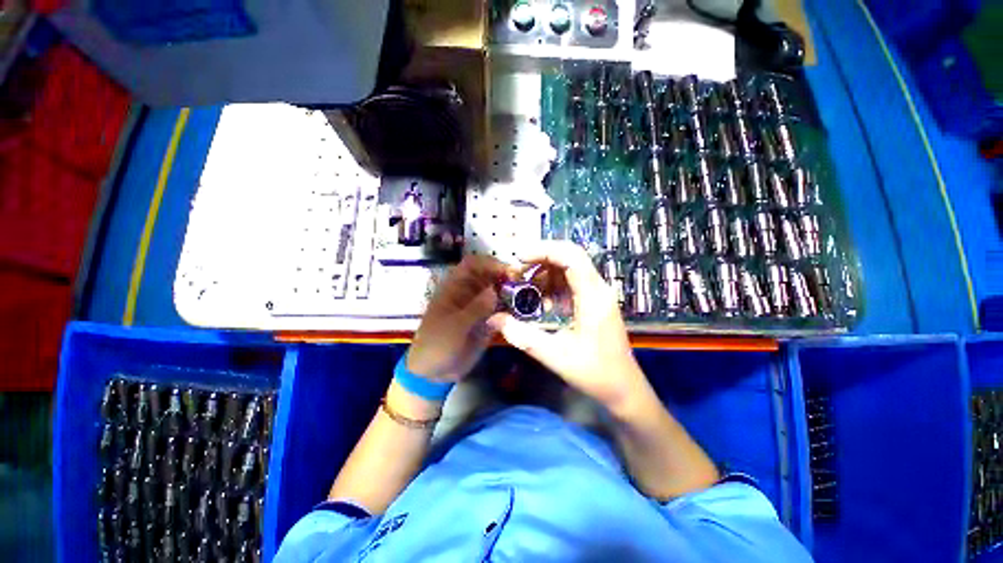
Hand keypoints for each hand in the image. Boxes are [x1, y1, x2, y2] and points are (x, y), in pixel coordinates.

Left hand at [407, 255, 513, 383]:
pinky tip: (523, 313)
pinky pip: (502, 309)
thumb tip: (494, 290)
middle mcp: (469, 292)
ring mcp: (479, 306)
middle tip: (525, 285)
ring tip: (529, 298)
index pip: (472, 264)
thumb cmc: (437, 344)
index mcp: (455, 287)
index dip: (489, 263)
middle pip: (490, 275)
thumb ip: (475, 309)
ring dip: (512, 292)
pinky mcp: (487, 320)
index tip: (508, 272)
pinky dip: (512, 309)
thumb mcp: (454, 327)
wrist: (434, 372)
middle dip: (506, 277)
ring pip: (499, 291)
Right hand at [488, 241, 646, 411]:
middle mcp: (598, 288)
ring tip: (524, 288)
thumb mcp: (555, 355)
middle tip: (516, 273)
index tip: (519, 258)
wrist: (624, 389)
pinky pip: (571, 282)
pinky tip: (542, 303)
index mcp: (593, 297)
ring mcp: (597, 294)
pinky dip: (552, 286)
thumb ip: (522, 336)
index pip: (571, 256)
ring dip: (544, 274)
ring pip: (569, 268)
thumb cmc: (595, 373)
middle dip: (540, 259)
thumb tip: (493, 319)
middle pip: (569, 257)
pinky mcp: (594, 301)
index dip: (544, 250)